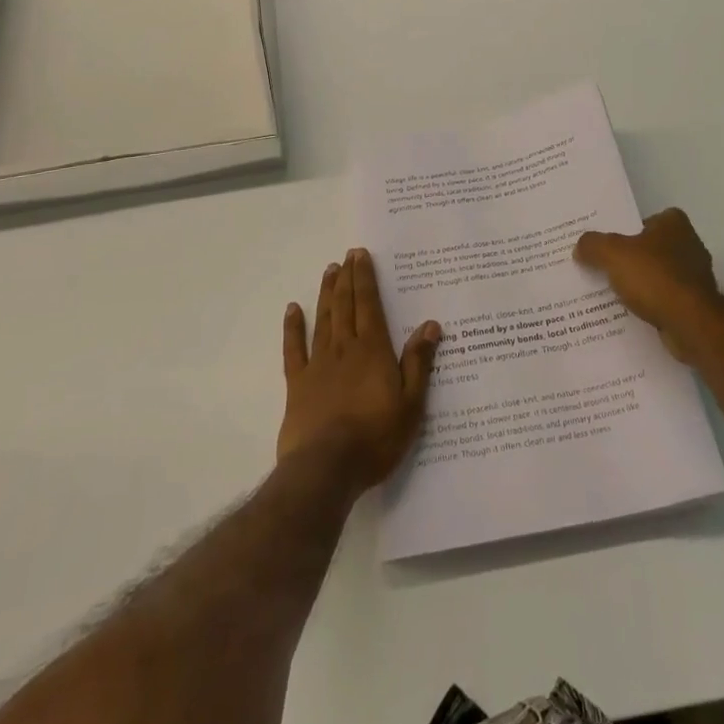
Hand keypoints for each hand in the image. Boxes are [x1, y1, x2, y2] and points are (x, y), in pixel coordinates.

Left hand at [278, 248, 441, 494]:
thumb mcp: (411, 405)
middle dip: (347, 278)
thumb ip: (418, 363)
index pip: (369, 305)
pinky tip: (292, 310)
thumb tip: (430, 325)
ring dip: (326, 293)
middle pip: (345, 305)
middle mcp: (344, 348)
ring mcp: (318, 364)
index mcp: (373, 350)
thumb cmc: (375, 438)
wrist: (326, 468)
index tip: (360, 255)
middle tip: (346, 256)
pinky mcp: (297, 384)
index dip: (365, 278)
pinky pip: (294, 349)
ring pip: (323, 319)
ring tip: (329, 271)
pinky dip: (293, 327)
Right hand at [574, 207, 722, 360]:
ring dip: (640, 283)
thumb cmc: (654, 278)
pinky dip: (650, 304)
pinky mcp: (695, 305)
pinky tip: (630, 312)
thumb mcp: (612, 254)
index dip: (629, 228)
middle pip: (652, 247)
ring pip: (658, 275)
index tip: (609, 242)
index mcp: (675, 224)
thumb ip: (593, 245)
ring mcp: (695, 277)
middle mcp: (690, 245)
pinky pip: (664, 299)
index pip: (649, 218)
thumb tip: (581, 247)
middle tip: (602, 266)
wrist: (690, 324)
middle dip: (632, 257)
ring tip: (611, 292)